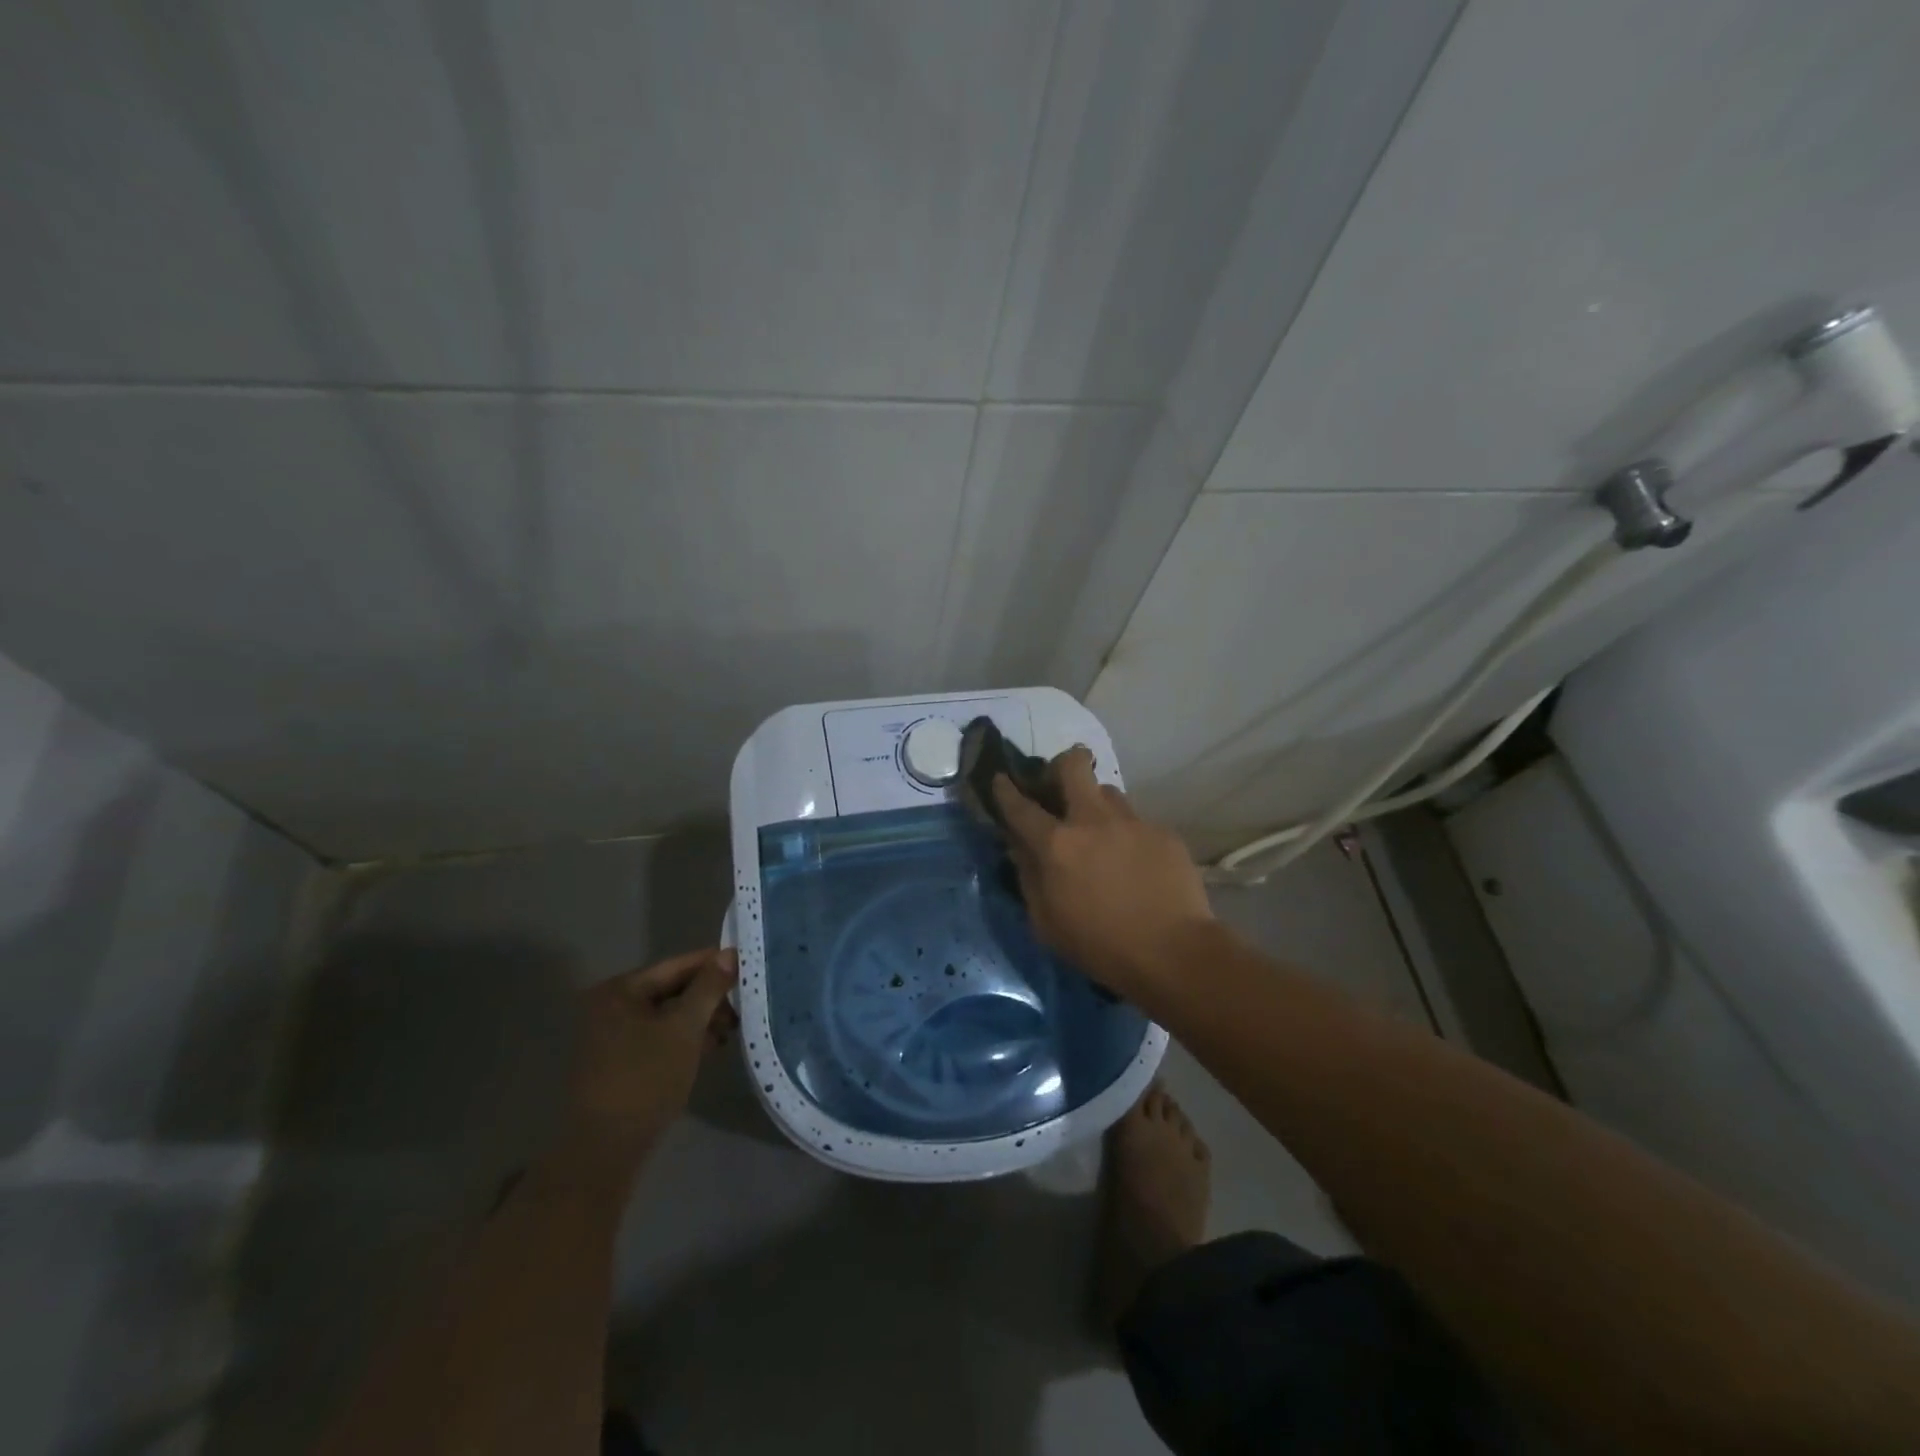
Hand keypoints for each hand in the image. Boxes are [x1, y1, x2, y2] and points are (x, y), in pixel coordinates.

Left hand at [555, 948, 738, 1187]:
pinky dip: (684, 1038)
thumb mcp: (684, 1028)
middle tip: (743, 1006)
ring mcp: (611, 1035)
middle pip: (672, 989)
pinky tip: (710, 1047)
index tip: (747, 966)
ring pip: (667, 1015)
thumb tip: (730, 954)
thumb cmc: (646, 1078)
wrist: (605, 1150)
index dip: (714, 964)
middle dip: (709, 998)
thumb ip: (708, 988)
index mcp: (620, 990)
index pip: (677, 965)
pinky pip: (658, 1036)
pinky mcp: (618, 1061)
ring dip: (700, 1019)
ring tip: (731, 1030)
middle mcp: (610, 1006)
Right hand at [993, 746, 1213, 999]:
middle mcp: (1093, 820)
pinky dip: (1128, 836)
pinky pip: (1137, 822)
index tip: (1000, 778)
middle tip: (1060, 786)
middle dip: (1061, 765)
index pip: (1021, 806)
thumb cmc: (1100, 947)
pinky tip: (1136, 864)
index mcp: (1057, 844)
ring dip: (1097, 805)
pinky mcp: (1163, 833)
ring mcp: (1132, 822)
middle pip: (1072, 765)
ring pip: (1108, 791)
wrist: (1173, 954)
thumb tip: (1020, 849)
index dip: (1005, 790)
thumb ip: (1029, 878)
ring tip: (1102, 834)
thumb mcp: (1046, 923)